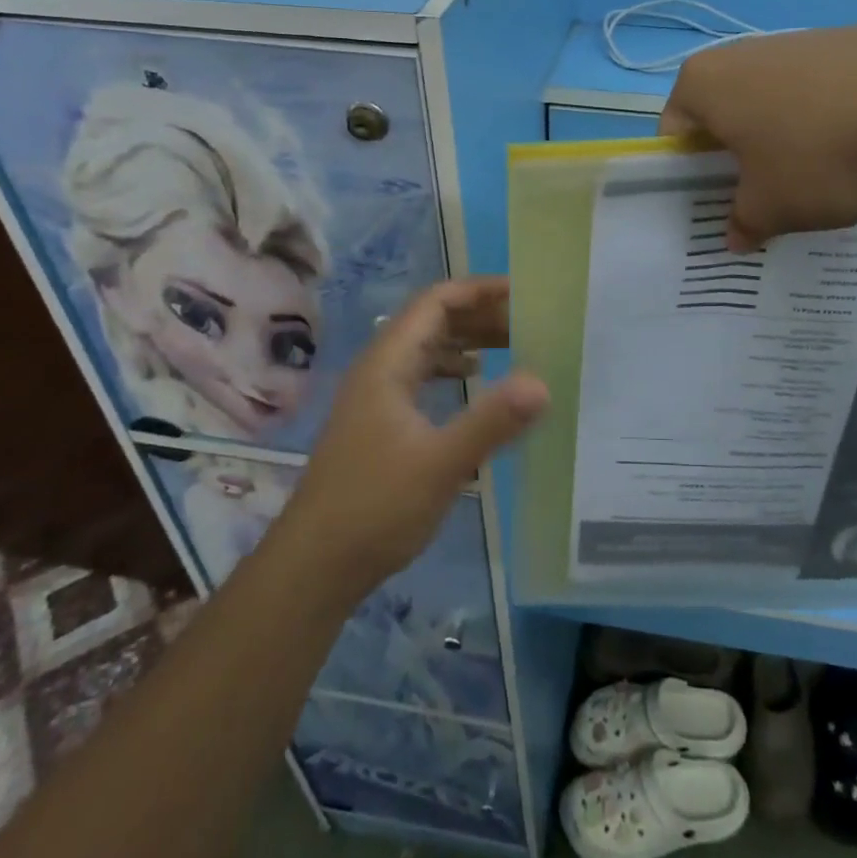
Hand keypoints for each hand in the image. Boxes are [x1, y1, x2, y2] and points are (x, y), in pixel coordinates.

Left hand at [278, 278, 546, 601]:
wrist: (315, 567)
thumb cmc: (375, 507)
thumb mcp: (441, 464)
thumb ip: (491, 422)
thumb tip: (542, 383)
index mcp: (387, 364)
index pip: (435, 303)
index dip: (477, 290)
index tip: (521, 292)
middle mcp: (379, 370)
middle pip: (432, 322)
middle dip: (479, 315)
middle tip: (529, 321)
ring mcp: (376, 398)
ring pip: (427, 350)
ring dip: (468, 341)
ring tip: (513, 345)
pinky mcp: (379, 424)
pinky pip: (422, 377)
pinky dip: (453, 370)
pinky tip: (475, 383)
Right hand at [660, 23, 856, 248]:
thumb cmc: (820, 153)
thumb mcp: (772, 208)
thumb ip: (743, 223)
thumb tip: (734, 236)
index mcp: (702, 83)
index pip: (673, 135)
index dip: (689, 178)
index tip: (718, 207)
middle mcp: (739, 53)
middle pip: (721, 116)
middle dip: (736, 160)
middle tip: (762, 200)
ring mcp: (794, 42)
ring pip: (769, 105)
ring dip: (779, 143)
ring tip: (814, 179)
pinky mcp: (842, 43)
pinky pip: (813, 93)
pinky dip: (820, 123)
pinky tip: (852, 150)